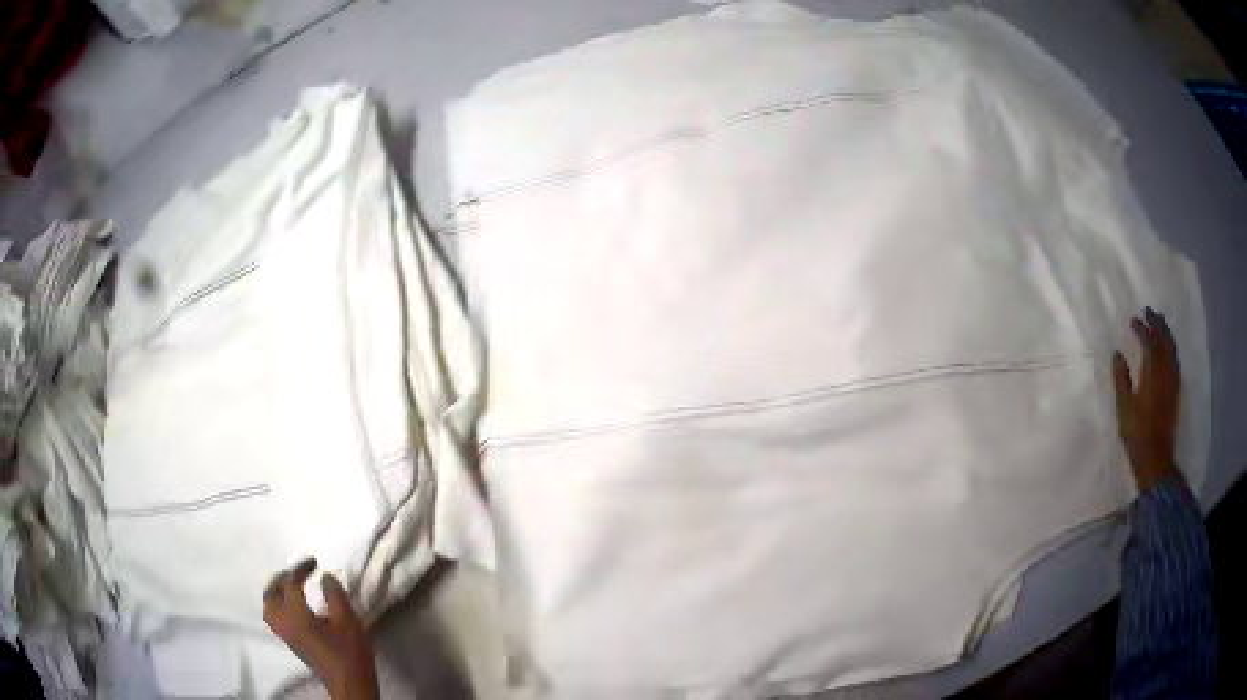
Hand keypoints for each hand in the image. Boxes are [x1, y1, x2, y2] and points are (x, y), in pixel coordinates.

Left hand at [263, 559, 377, 699]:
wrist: (351, 685)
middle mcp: (284, 623)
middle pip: (270, 594)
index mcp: (295, 615)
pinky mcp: (292, 643)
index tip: (315, 562)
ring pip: (269, 607)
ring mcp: (285, 635)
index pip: (290, 583)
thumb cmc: (350, 653)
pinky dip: (279, 604)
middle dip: (281, 579)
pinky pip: (275, 617)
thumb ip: (335, 594)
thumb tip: (324, 577)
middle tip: (298, 573)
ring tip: (292, 586)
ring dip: (276, 592)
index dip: (301, 568)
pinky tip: (295, 605)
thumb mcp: (348, 620)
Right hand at [1112, 307, 1180, 491]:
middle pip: (1164, 340)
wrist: (1155, 458)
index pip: (1149, 341)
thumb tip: (1117, 355)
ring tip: (1160, 325)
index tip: (1133, 320)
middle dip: (1157, 324)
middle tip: (1149, 312)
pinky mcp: (1175, 391)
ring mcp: (1173, 381)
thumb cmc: (1137, 432)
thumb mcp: (1124, 406)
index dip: (1141, 328)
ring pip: (1172, 349)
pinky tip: (1167, 351)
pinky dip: (1171, 349)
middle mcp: (1165, 370)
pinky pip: (1175, 361)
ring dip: (1166, 334)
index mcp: (1152, 370)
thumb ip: (1121, 378)